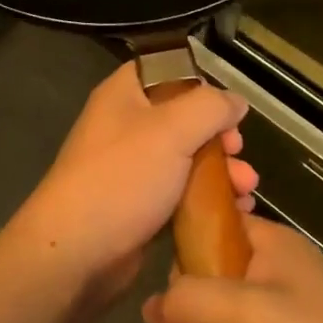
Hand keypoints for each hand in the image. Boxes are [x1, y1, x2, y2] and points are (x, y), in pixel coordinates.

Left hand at [6, 62, 256, 304]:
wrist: (76, 252)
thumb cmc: (122, 178)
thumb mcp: (172, 130)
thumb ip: (210, 107)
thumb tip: (236, 101)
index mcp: (125, 95)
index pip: (167, 71)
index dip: (201, 85)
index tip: (228, 109)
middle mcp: (126, 125)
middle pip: (183, 118)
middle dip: (219, 137)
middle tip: (239, 153)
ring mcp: (131, 168)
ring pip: (186, 159)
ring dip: (220, 171)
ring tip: (246, 190)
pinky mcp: (138, 205)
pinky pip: (180, 193)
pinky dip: (206, 199)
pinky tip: (235, 211)